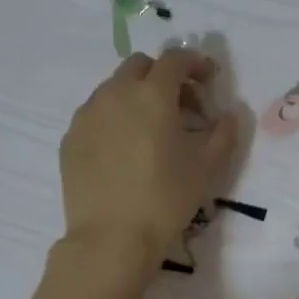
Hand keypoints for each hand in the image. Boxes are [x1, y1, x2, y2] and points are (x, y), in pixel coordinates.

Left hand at [59, 49, 239, 270]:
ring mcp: (87, 114)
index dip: (196, 63)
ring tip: (150, 130)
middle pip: (140, 66)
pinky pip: (95, 115)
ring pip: (113, 88)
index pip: (176, 60)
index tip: (208, 80)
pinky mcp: (70, 138)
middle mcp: (115, 93)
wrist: (111, 238)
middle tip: (181, 106)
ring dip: (136, 97)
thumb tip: (229, 114)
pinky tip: (124, 150)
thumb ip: (224, 132)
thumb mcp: (208, 166)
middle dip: (163, 76)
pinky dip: (114, 119)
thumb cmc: (166, 198)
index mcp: (152, 93)